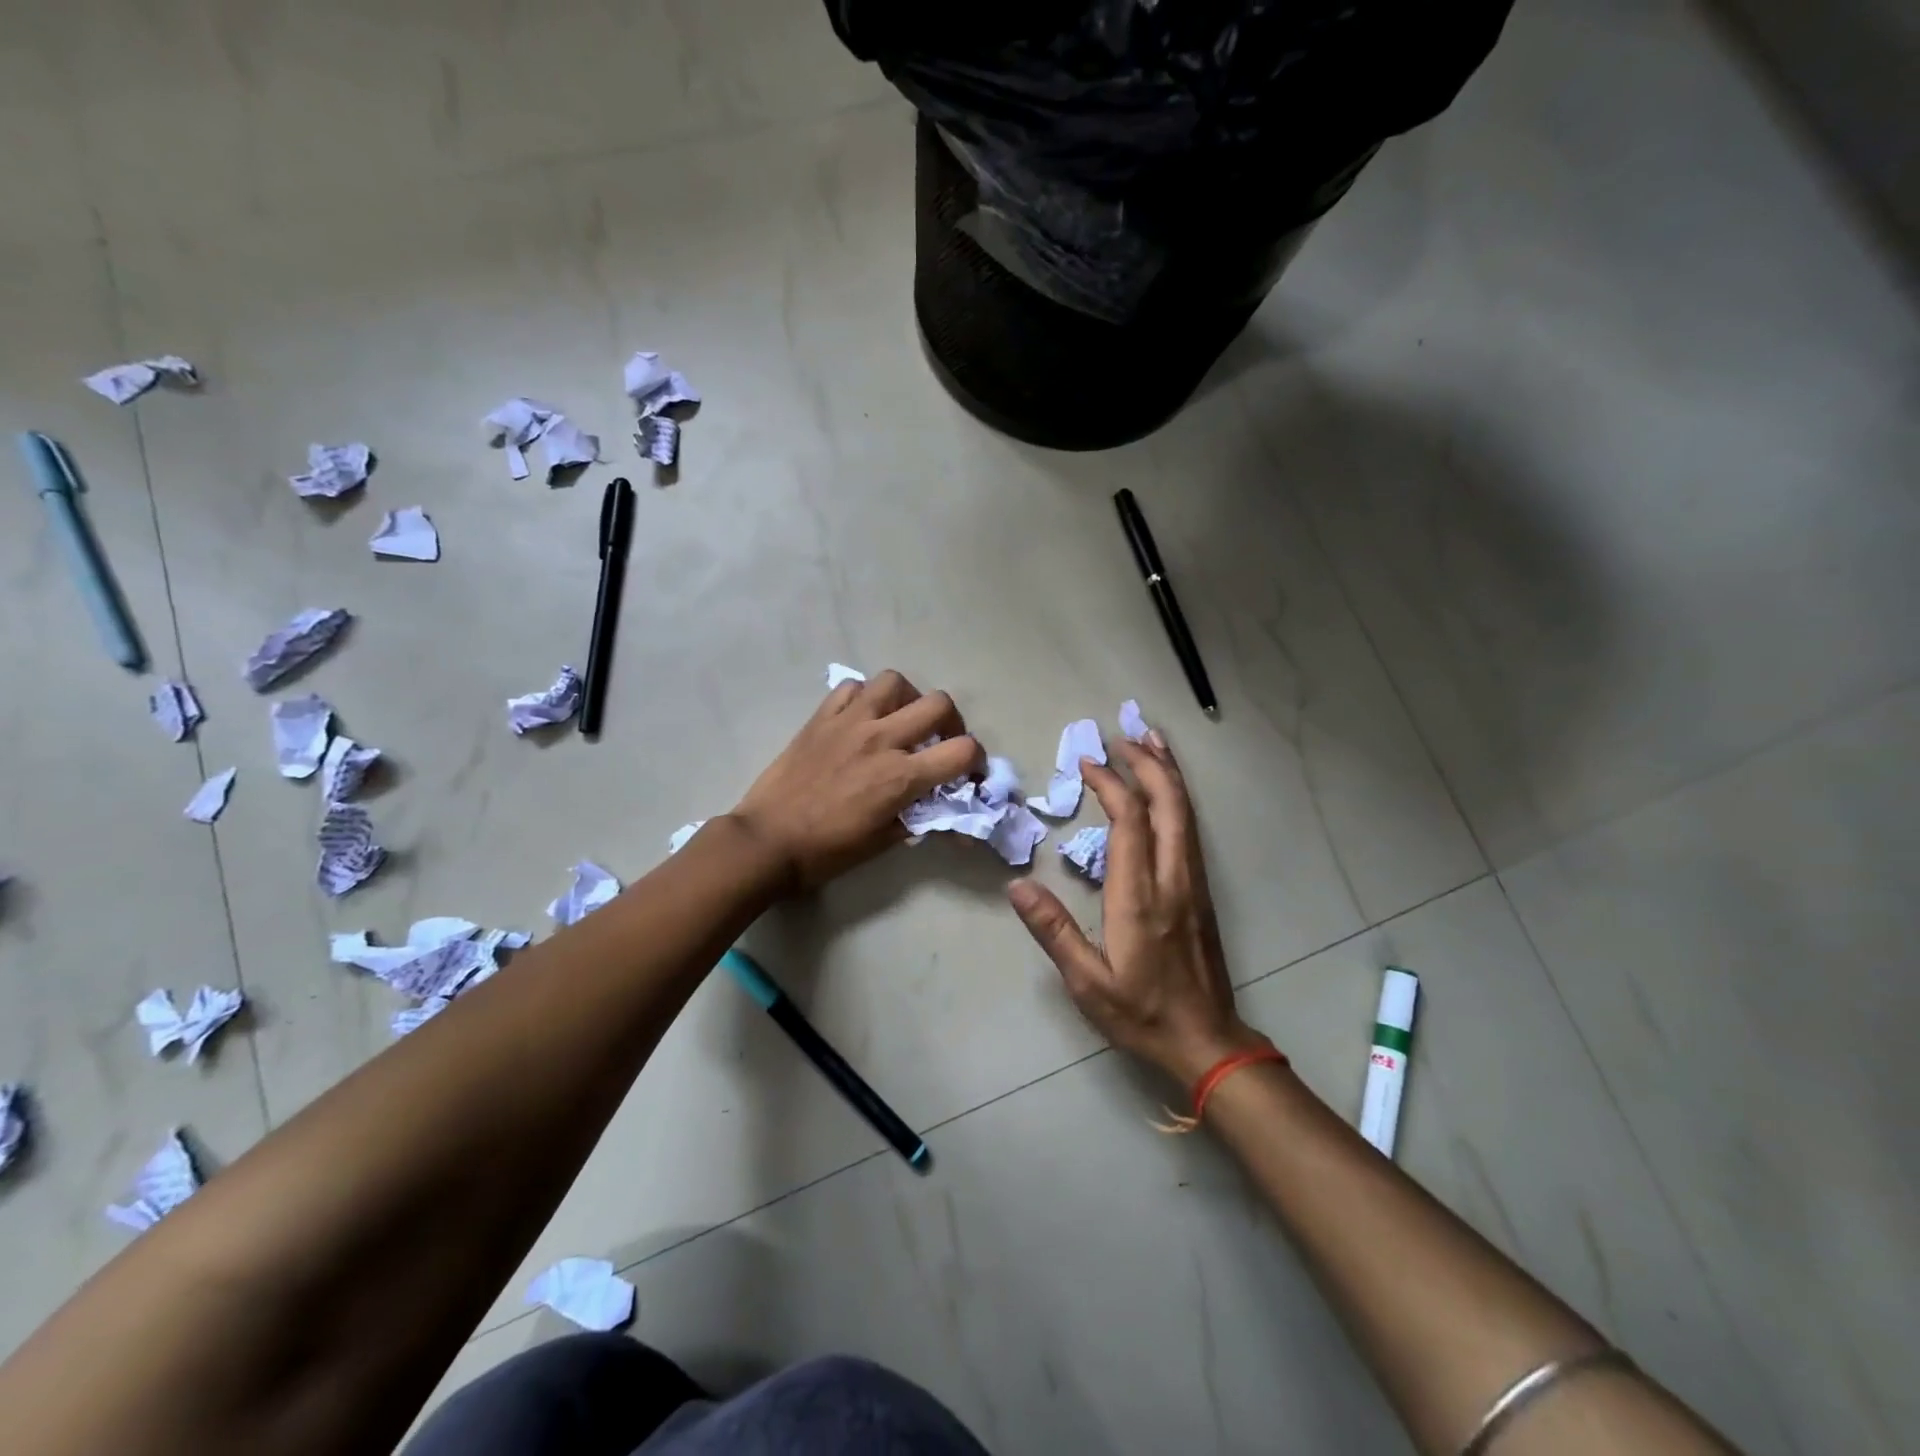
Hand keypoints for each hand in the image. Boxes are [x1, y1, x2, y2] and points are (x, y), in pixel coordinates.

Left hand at [732, 670, 983, 891]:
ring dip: (908, 699)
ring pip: (895, 682)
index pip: (962, 751)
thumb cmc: (826, 851)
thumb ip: (916, 818)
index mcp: (900, 776)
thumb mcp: (882, 842)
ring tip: (901, 721)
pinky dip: (865, 697)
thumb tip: (940, 811)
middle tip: (940, 742)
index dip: (977, 760)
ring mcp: (849, 722)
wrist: (767, 841)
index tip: (969, 772)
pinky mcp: (821, 718)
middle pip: (938, 704)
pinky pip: (851, 688)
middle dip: (951, 723)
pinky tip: (862, 718)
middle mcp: (881, 739)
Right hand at [1008, 728, 1265, 1085]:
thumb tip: (1017, 886)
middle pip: (1169, 804)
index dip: (1110, 784)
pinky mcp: (1200, 890)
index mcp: (1141, 896)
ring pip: (1186, 812)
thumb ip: (1053, 931)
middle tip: (1122, 733)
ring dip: (1168, 772)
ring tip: (1150, 740)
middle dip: (1147, 762)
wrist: (1207, 1041)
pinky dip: (1178, 797)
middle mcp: (1173, 878)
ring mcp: (1193, 882)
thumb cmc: (1141, 1012)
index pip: (1130, 821)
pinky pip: (1190, 829)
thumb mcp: (1087, 981)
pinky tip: (1167, 790)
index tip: (1087, 762)